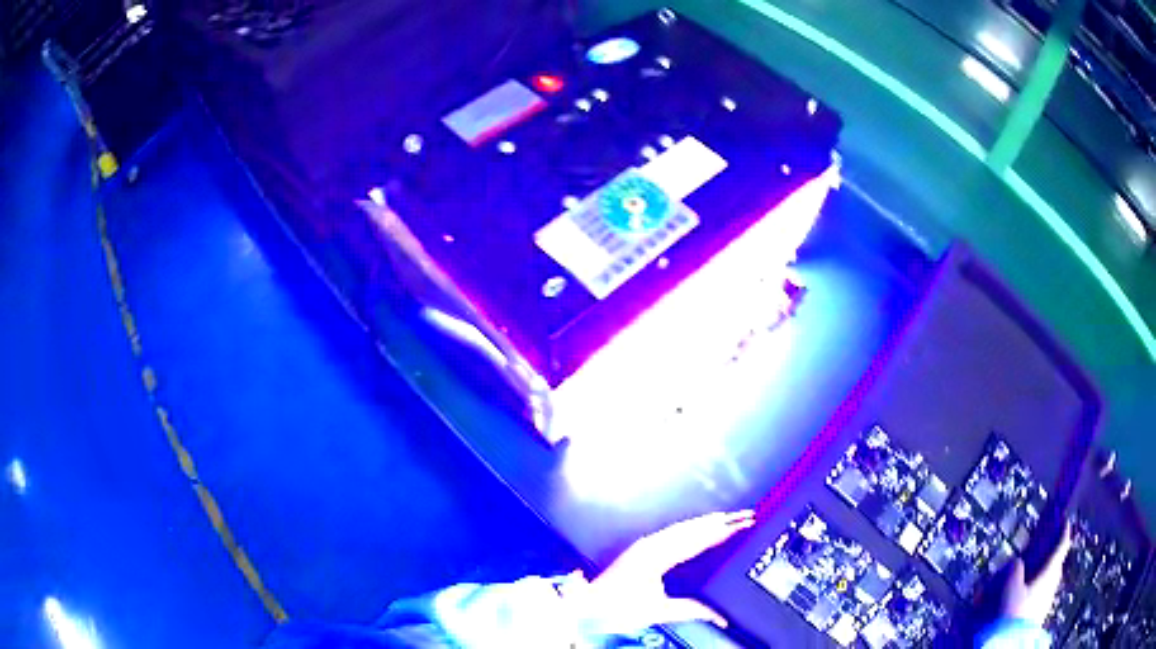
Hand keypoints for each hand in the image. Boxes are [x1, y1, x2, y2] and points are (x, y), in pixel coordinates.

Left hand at [573, 510, 755, 634]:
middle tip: (744, 515)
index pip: (698, 539)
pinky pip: (672, 533)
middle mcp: (651, 545)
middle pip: (691, 529)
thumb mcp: (657, 612)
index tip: (743, 523)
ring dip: (705, 523)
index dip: (722, 531)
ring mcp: (645, 545)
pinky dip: (690, 528)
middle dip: (719, 521)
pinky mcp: (641, 550)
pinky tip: (697, 529)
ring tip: (727, 518)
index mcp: (657, 556)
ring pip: (682, 528)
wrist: (586, 607)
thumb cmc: (617, 609)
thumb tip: (719, 616)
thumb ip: (691, 610)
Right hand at [1001, 521, 1072, 624]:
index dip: (1064, 531)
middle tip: (1042, 552)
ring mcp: (1047, 601)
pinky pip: (1040, 596)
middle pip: (1056, 565)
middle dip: (1050, 557)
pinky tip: (1023, 599)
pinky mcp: (1039, 615)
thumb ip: (1015, 570)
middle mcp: (1053, 583)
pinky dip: (1035, 592)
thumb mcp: (1010, 588)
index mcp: (1050, 572)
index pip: (1062, 546)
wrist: (1011, 643)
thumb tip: (1017, 561)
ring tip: (1028, 579)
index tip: (1064, 519)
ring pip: (1048, 582)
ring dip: (1041, 577)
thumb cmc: (1014, 611)